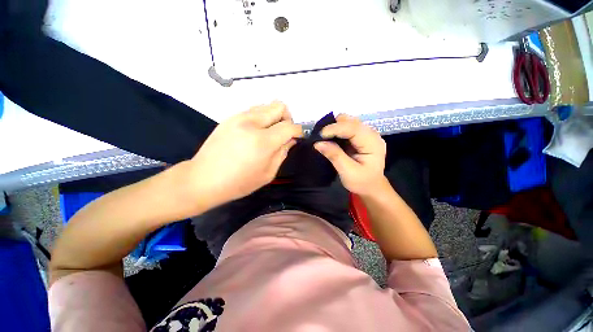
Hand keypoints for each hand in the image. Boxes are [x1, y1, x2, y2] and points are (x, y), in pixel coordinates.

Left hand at [189, 102, 301, 205]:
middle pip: (279, 106)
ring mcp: (238, 118)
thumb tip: (290, 140)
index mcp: (263, 141)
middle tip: (283, 133)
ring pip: (266, 105)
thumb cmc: (238, 182)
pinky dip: (260, 118)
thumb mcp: (268, 173)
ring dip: (273, 117)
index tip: (298, 137)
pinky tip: (254, 133)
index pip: (290, 126)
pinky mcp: (229, 118)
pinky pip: (253, 110)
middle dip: (287, 118)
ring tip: (268, 133)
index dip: (298, 131)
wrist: (203, 179)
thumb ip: (282, 153)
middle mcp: (251, 123)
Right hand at [314, 114, 385, 195]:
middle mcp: (371, 134)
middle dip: (334, 126)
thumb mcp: (347, 172)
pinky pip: (346, 127)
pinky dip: (336, 131)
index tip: (319, 135)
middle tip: (321, 138)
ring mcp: (366, 134)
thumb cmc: (361, 182)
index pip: (353, 128)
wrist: (371, 187)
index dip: (335, 129)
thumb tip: (318, 143)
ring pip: (347, 122)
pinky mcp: (360, 136)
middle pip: (350, 121)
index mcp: (372, 143)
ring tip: (325, 139)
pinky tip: (331, 140)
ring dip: (334, 128)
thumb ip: (334, 156)